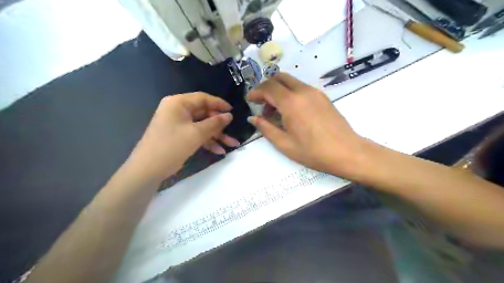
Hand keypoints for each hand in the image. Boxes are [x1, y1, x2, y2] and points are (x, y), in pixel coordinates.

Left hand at [128, 92, 240, 179]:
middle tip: (233, 132)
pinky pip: (196, 135)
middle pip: (204, 113)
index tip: (233, 111)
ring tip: (232, 145)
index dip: (219, 104)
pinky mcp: (179, 136)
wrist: (148, 169)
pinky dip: (207, 141)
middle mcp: (178, 111)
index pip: (203, 98)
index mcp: (178, 103)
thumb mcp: (196, 133)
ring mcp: (178, 124)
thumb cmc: (172, 146)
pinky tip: (219, 151)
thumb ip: (215, 123)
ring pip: (202, 126)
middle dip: (220, 125)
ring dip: (217, 135)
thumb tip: (229, 116)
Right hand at [247, 73, 368, 178]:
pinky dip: (290, 94)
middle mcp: (303, 91)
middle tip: (262, 105)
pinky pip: (301, 88)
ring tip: (276, 112)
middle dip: (267, 88)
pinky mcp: (323, 96)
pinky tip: (291, 112)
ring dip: (279, 91)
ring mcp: (315, 92)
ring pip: (291, 81)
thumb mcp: (284, 144)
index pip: (268, 87)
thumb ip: (266, 128)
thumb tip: (253, 118)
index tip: (250, 100)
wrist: (347, 152)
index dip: (256, 92)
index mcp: (291, 102)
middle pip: (279, 78)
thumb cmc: (313, 152)